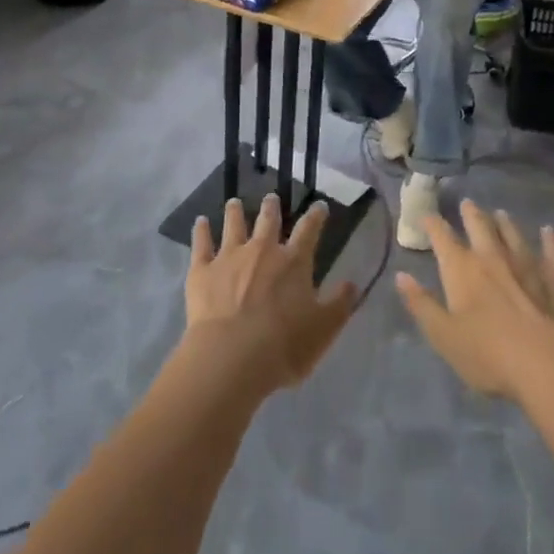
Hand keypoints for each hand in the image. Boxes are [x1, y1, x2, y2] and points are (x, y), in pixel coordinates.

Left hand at [187, 195, 357, 393]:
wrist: (232, 356)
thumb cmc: (284, 345)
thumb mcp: (324, 330)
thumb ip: (340, 305)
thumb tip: (353, 284)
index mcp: (293, 262)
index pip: (309, 230)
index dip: (316, 216)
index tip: (319, 206)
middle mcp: (262, 250)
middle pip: (267, 221)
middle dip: (271, 207)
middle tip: (271, 197)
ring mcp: (229, 257)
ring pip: (233, 225)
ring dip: (235, 212)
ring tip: (234, 202)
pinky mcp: (202, 270)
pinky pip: (201, 244)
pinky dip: (201, 231)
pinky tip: (200, 222)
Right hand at [397, 200, 553, 400]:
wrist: (549, 363)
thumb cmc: (488, 353)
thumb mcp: (443, 335)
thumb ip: (421, 304)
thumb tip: (401, 276)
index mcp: (461, 269)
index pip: (442, 237)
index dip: (432, 224)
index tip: (427, 216)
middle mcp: (493, 257)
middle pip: (479, 227)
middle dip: (471, 214)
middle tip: (467, 203)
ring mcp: (528, 265)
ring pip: (514, 235)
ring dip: (506, 223)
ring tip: (501, 214)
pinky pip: (553, 254)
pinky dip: (550, 242)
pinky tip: (549, 233)